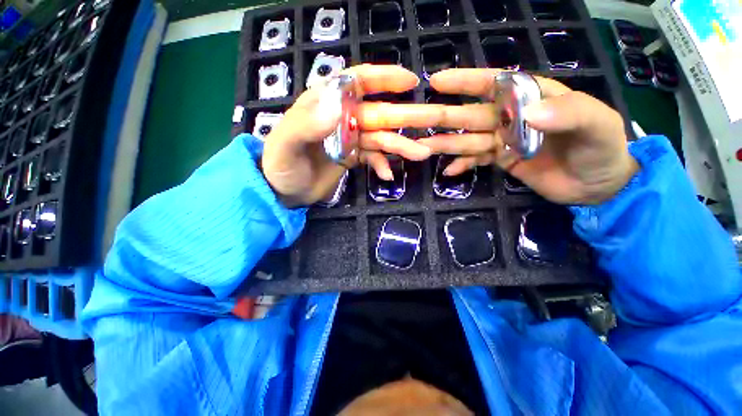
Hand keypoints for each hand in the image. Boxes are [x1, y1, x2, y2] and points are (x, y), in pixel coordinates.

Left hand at [262, 65, 430, 207]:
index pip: (357, 82)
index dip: (384, 78)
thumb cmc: (281, 166)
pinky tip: (387, 175)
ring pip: (381, 138)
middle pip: (379, 112)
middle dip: (406, 116)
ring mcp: (350, 139)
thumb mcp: (286, 145)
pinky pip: (373, 158)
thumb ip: (307, 124)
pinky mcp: (353, 157)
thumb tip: (338, 106)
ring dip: (401, 146)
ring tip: (421, 154)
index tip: (410, 81)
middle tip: (434, 119)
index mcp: (325, 104)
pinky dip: (382, 165)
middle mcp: (342, 118)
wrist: (283, 192)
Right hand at [415, 69, 638, 204]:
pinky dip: (462, 164)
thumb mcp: (597, 125)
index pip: (494, 84)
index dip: (465, 81)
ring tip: (423, 147)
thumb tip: (528, 114)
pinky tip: (448, 170)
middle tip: (418, 120)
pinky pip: (476, 160)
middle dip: (445, 116)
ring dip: (446, 143)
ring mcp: (503, 140)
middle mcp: (511, 116)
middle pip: (472, 114)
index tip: (437, 81)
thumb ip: (569, 113)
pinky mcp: (501, 159)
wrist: (598, 185)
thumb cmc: (603, 149)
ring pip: (468, 139)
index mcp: (531, 97)